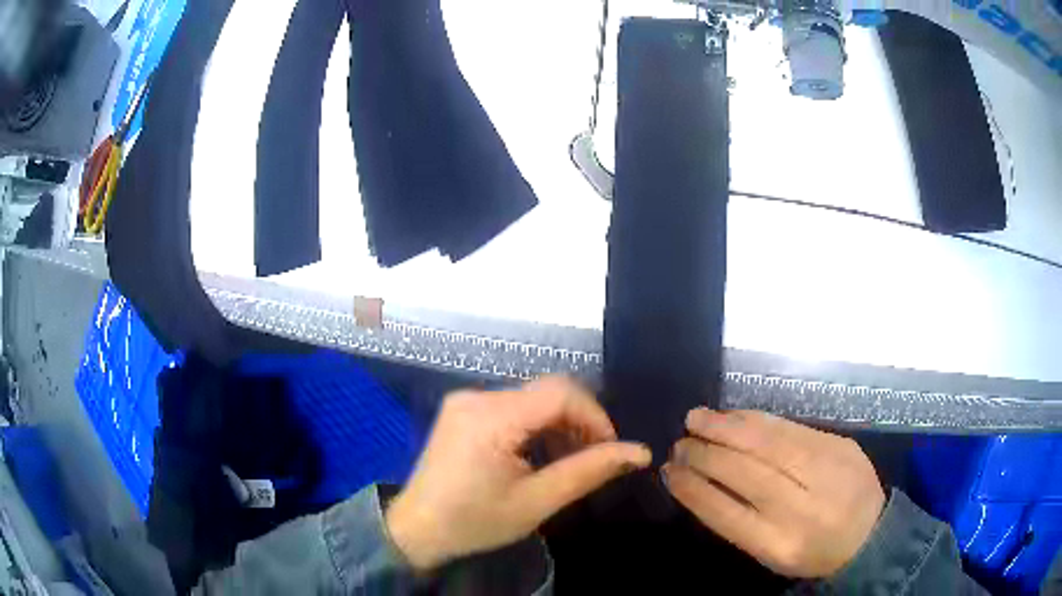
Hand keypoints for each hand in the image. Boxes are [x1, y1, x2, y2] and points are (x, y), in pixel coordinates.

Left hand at [385, 377, 651, 570]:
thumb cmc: (475, 522)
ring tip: (567, 462)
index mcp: (491, 416)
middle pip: (547, 392)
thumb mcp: (537, 502)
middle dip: (579, 422)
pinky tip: (540, 455)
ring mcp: (466, 401)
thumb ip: (589, 471)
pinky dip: (535, 427)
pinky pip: (512, 407)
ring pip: (532, 399)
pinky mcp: (463, 410)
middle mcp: (477, 396)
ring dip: (558, 425)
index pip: (560, 393)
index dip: (595, 415)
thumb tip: (639, 452)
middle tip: (592, 459)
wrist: (417, 530)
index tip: (609, 449)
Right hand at [663, 409, 884, 578]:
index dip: (693, 488)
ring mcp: (828, 471)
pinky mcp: (841, 445)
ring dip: (727, 427)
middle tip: (679, 442)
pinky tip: (736, 416)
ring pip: (769, 442)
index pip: (726, 512)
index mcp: (781, 544)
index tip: (668, 471)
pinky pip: (792, 428)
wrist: (870, 534)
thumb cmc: (811, 551)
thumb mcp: (771, 552)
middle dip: (706, 453)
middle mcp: (804, 508)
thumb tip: (698, 480)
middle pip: (746, 472)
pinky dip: (758, 419)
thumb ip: (738, 520)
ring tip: (697, 418)